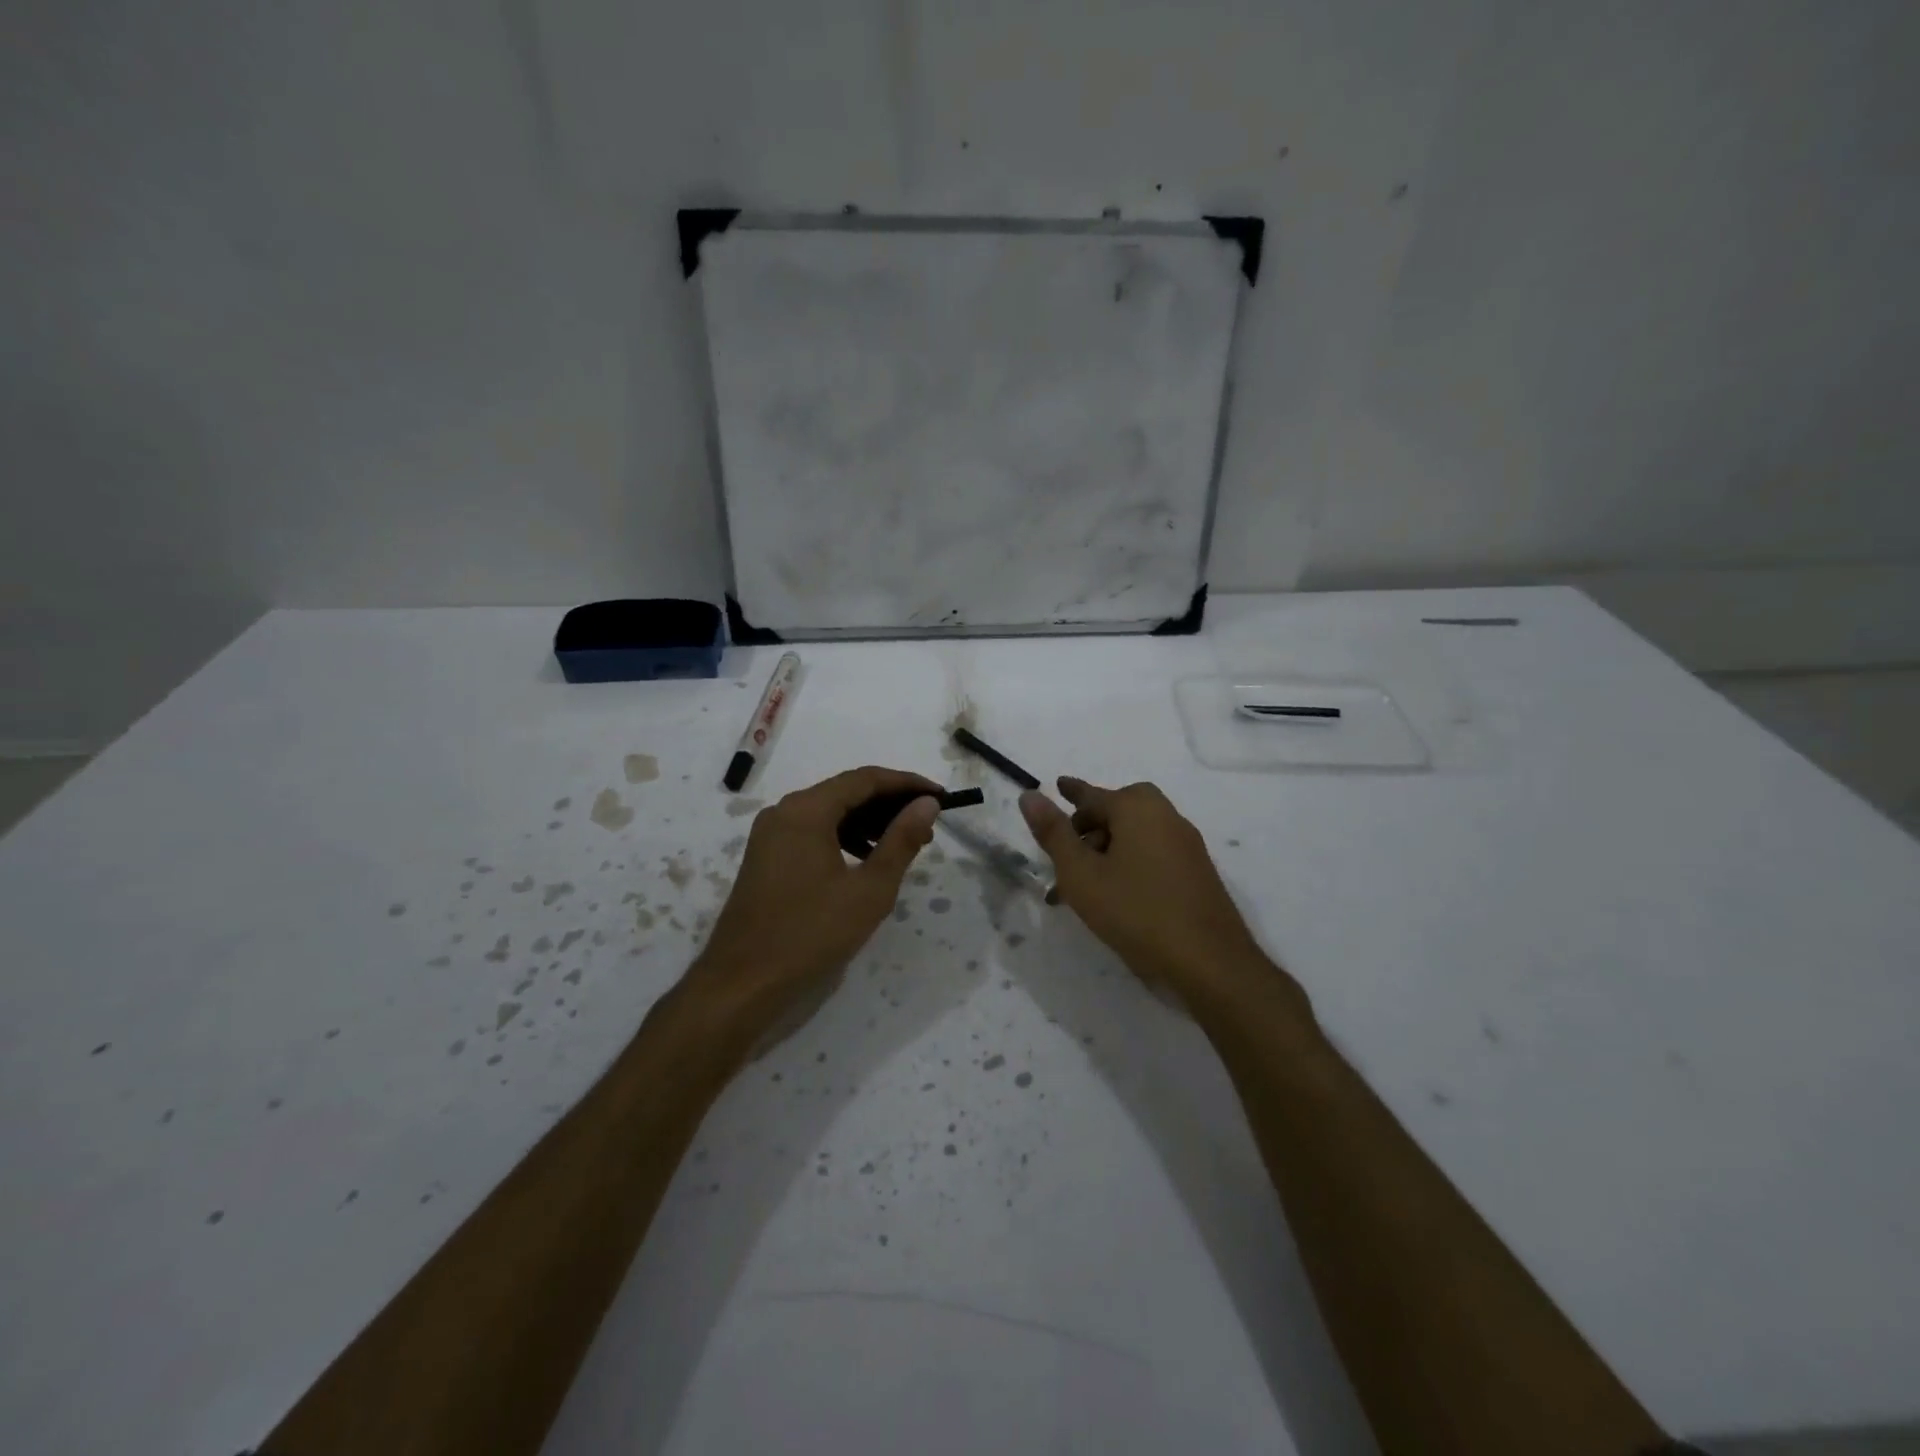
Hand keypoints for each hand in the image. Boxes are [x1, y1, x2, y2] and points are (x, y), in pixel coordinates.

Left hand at [687, 767, 940, 1037]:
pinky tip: (865, 861)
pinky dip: (843, 838)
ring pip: (829, 813)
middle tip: (927, 825)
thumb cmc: (810, 934)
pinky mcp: (766, 857)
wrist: (741, 984)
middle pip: (846, 792)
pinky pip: (812, 832)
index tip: (940, 796)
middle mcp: (784, 812)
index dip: (907, 784)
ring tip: (904, 845)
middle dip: (889, 805)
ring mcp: (770, 835)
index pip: (865, 779)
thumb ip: (901, 841)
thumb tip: (927, 804)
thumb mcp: (869, 889)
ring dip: (868, 823)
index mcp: (806, 810)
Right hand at [1020, 776, 1287, 1004]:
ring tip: (1082, 886)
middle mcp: (1165, 817)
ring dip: (1106, 851)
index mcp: (1137, 809)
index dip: (1071, 793)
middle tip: (1066, 850)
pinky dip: (1128, 863)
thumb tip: (1029, 795)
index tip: (1057, 785)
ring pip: (1135, 836)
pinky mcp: (1196, 872)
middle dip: (1089, 826)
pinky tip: (1115, 895)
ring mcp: (1186, 845)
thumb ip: (1053, 833)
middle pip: (1119, 810)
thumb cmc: (1136, 912)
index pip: (1093, 795)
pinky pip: (1152, 854)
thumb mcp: (1082, 875)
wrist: (1210, 963)